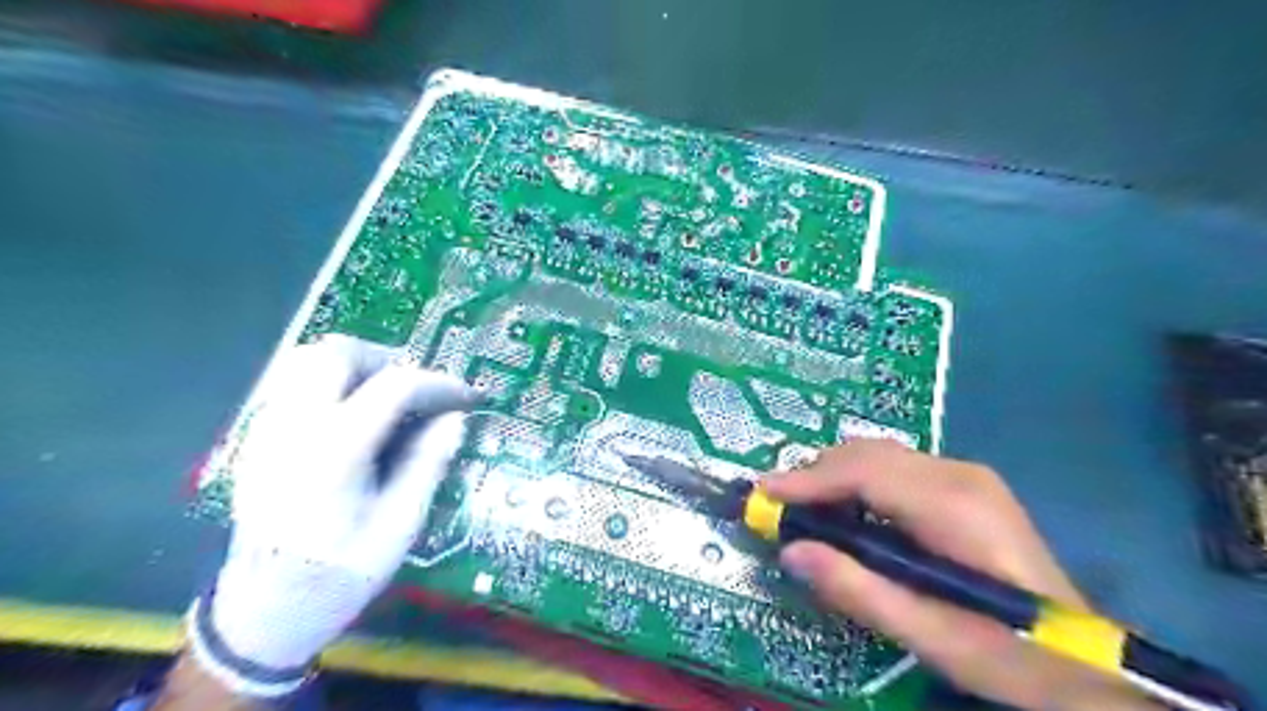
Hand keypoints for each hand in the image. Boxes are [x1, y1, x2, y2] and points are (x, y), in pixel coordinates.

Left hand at [184, 336, 470, 695]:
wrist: (263, 611)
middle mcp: (294, 427)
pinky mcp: (258, 439)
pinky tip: (354, 420)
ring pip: (308, 361)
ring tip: (387, 400)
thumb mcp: (400, 525)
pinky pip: (295, 385)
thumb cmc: (340, 572)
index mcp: (334, 450)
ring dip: (356, 368)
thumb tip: (455, 419)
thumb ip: (427, 464)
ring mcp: (268, 430)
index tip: (465, 396)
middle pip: (337, 354)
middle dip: (387, 360)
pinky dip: (331, 384)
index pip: (394, 386)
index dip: (438, 384)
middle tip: (418, 390)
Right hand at [762, 439, 1156, 710]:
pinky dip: (857, 483)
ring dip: (833, 477)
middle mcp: (959, 474)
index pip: (865, 471)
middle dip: (815, 474)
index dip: (808, 479)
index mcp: (955, 506)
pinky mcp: (963, 486)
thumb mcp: (927, 634)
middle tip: (778, 508)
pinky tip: (846, 513)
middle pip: (868, 454)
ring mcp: (964, 475)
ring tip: (803, 510)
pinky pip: (894, 470)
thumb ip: (856, 589)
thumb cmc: (1007, 654)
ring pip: (878, 456)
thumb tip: (791, 551)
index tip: (763, 495)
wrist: (1083, 663)